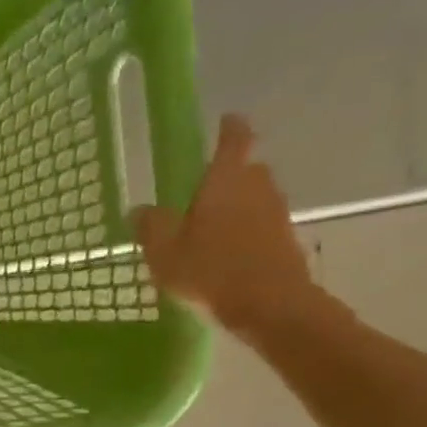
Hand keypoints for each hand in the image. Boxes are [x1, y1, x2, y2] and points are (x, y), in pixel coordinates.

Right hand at [133, 114, 317, 340]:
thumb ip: (151, 226)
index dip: (229, 127)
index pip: (234, 138)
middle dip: (225, 177)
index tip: (224, 122)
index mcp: (226, 180)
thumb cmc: (211, 270)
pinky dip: (245, 232)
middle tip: (200, 195)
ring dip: (235, 208)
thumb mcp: (164, 251)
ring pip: (253, 198)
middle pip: (245, 169)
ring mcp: (276, 212)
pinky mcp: (286, 239)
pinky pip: (261, 225)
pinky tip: (226, 257)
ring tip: (208, 232)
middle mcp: (257, 186)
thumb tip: (140, 209)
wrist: (270, 305)